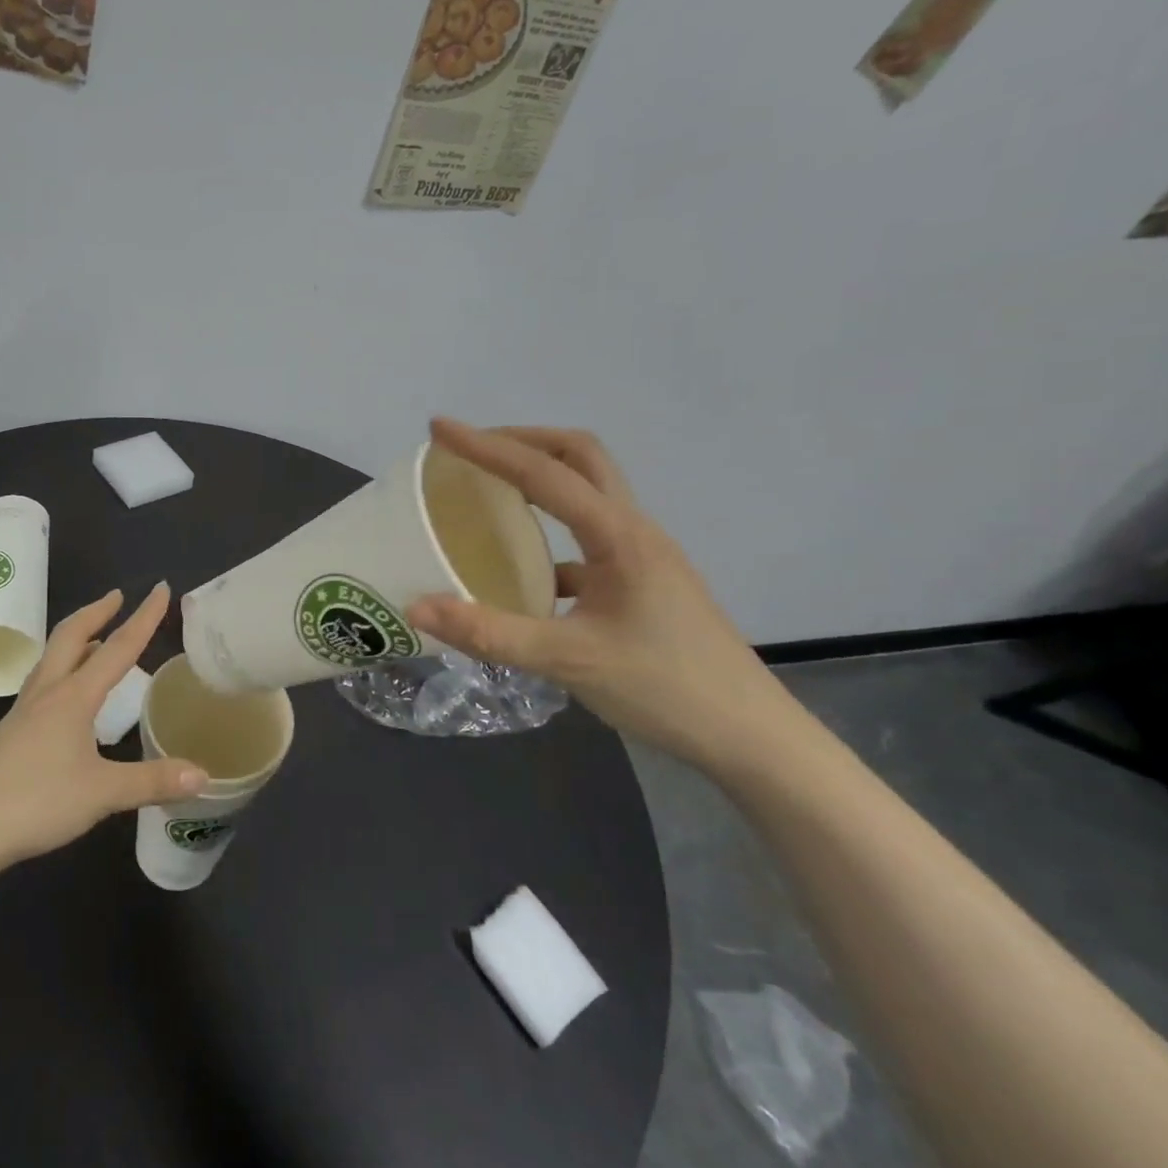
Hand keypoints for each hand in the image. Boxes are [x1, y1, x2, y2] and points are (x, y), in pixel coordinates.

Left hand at [0, 583, 207, 869]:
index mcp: (73, 697)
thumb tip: (204, 775)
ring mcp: (22, 713)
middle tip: (116, 597)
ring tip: (94, 639)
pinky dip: (62, 672)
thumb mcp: (103, 793)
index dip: (143, 617)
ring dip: (76, 639)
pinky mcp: (8, 735)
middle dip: (96, 612)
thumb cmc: (36, 802)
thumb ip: (152, 781)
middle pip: (70, 637)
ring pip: (51, 659)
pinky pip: (41, 686)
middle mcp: (46, 694)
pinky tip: (66, 699)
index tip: (159, 588)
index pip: (118, 648)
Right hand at [407, 419, 800, 773]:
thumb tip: (416, 608)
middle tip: (471, 451)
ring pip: (588, 491)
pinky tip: (525, 571)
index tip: (440, 429)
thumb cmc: (667, 689)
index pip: (544, 472)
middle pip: (580, 456)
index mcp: (619, 535)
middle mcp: (633, 530)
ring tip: (489, 491)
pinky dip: (551, 533)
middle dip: (523, 441)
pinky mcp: (642, 582)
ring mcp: (642, 555)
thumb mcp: (569, 661)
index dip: (487, 446)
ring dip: (540, 477)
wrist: (751, 738)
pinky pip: (588, 537)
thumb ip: (490, 633)